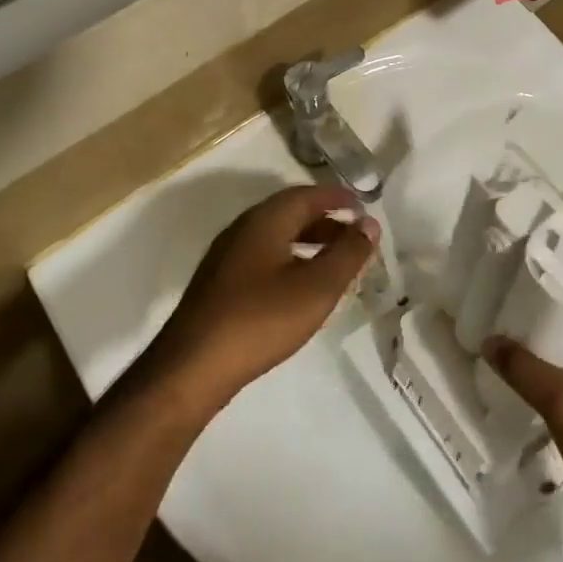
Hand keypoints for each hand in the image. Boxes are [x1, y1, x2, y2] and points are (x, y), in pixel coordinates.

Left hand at [147, 186, 377, 413]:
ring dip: (308, 241)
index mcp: (265, 220)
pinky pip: (263, 256)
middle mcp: (243, 228)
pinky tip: (301, 287)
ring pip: (276, 236)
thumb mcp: (316, 288)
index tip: (363, 206)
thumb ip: (347, 253)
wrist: (193, 366)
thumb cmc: (261, 319)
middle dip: (325, 220)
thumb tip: (369, 223)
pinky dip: (290, 259)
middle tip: (355, 235)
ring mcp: (227, 256)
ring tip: (335, 262)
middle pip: (290, 213)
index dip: (337, 197)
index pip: (306, 194)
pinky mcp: (220, 283)